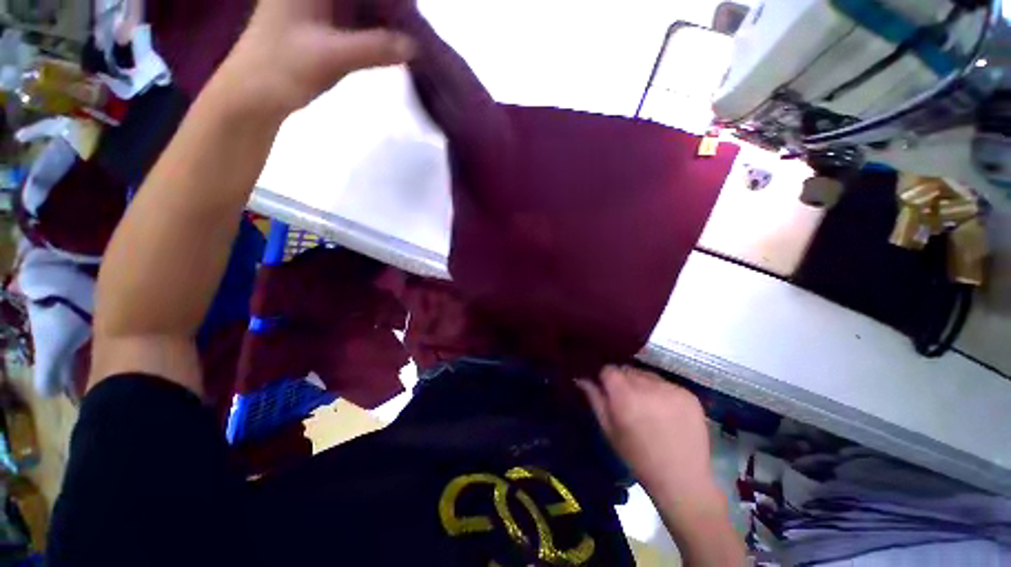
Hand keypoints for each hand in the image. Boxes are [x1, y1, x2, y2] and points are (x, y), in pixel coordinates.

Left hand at [212, 0, 415, 118]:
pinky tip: (388, 37)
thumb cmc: (282, 68)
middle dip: (387, 3)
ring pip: (357, 2)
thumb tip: (414, 47)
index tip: (409, 8)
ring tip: (406, 27)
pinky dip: (372, 24)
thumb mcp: (331, 56)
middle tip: (411, 19)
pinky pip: (353, 15)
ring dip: (382, 12)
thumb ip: (374, 48)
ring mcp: (315, 3)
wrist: (253, 95)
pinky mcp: (319, 22)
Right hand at [578, 366, 718, 506]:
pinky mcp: (689, 395)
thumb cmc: (638, 459)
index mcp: (625, 396)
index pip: (609, 369)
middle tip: (628, 401)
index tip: (608, 392)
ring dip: (643, 385)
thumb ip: (595, 400)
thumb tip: (581, 378)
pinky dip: (662, 392)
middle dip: (624, 381)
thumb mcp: (609, 431)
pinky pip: (667, 384)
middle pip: (628, 370)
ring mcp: (671, 389)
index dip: (606, 379)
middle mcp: (648, 387)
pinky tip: (666, 412)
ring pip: (647, 375)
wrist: (682, 481)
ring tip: (648, 407)